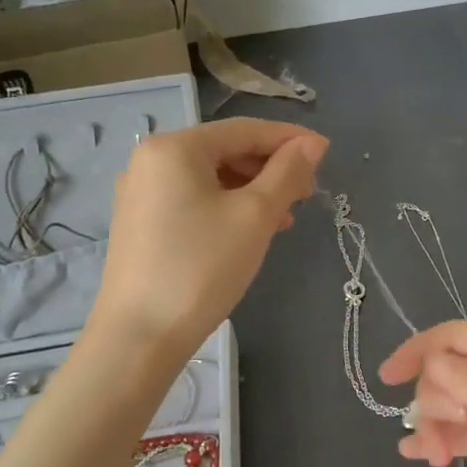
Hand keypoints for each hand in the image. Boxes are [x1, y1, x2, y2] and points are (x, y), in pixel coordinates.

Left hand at [90, 118, 326, 354]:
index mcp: (175, 147)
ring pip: (211, 177)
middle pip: (226, 150)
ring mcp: (141, 193)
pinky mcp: (141, 223)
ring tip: (284, 218)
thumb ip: (287, 172)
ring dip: (253, 190)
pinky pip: (194, 199)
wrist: (140, 337)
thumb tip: (313, 144)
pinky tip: (250, 231)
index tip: (326, 153)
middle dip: (271, 168)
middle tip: (307, 193)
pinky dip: (227, 206)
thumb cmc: (201, 267)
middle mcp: (151, 160)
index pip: (244, 129)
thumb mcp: (255, 215)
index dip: (289, 138)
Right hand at [379, 321, 466, 466]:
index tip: (387, 378)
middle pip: (446, 373)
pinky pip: (462, 434)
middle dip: (432, 398)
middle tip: (447, 429)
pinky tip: (420, 456)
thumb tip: (429, 368)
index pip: (453, 337)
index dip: (417, 351)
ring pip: (449, 405)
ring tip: (435, 456)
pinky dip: (440, 441)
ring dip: (432, 425)